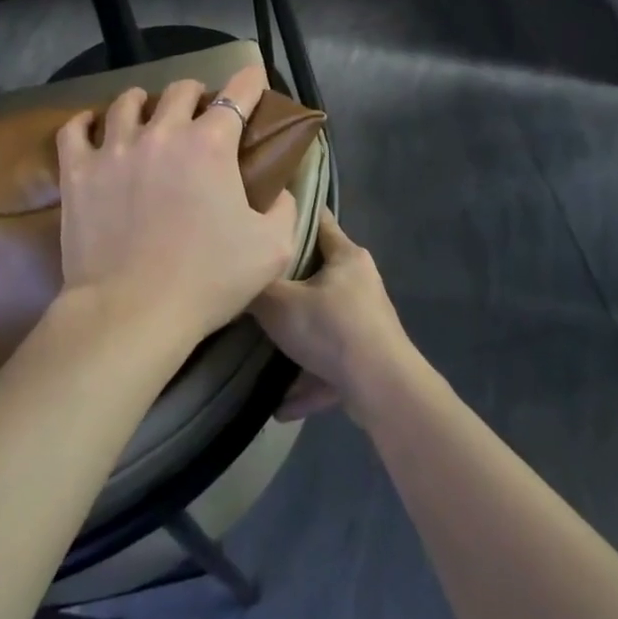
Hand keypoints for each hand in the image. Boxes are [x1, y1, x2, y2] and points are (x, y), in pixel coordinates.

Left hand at [55, 63, 299, 346]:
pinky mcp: (78, 170)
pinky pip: (75, 129)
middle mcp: (163, 132)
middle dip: (196, 95)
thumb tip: (277, 189)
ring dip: (144, 103)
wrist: (132, 311)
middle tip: (199, 114)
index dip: (250, 81)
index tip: (253, 79)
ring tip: (147, 116)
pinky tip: (92, 126)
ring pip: (127, 101)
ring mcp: (115, 148)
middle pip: (180, 89)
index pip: (238, 93)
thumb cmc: (208, 280)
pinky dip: (86, 122)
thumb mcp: (272, 248)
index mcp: (211, 144)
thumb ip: (282, 208)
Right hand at [253, 210, 410, 423]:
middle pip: (319, 273)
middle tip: (256, 282)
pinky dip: (309, 381)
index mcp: (347, 257)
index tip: (267, 213)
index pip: (319, 220)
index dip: (293, 213)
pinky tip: (281, 405)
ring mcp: (368, 322)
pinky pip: (330, 365)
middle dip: (289, 281)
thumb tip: (235, 278)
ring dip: (298, 339)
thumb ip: (254, 289)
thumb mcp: (279, 304)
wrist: (382, 389)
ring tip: (264, 350)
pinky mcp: (369, 359)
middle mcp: (361, 283)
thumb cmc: (331, 329)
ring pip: (324, 323)